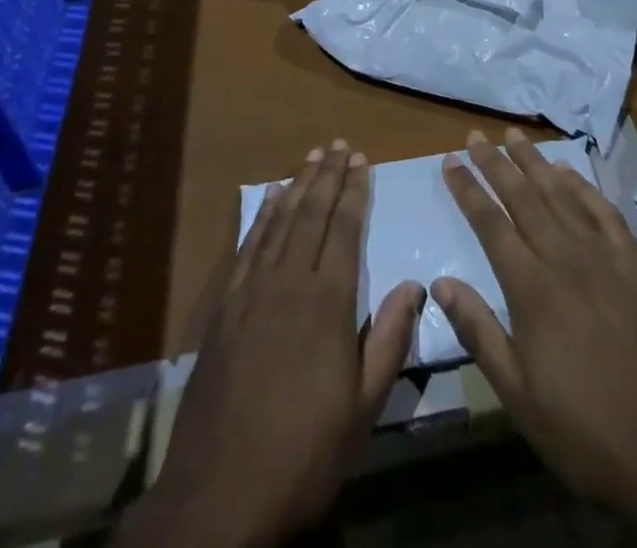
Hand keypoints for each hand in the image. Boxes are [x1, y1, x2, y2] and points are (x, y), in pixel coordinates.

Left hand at [116, 142, 421, 547]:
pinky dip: (262, 216)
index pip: (346, 230)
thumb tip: (415, 284)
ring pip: (280, 222)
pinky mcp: (225, 306)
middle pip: (312, 214)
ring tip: (311, 156)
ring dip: (297, 184)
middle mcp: (290, 282)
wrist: (220, 492)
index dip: (355, 191)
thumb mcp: (364, 408)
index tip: (362, 160)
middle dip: (328, 175)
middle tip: (339, 144)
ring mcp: (252, 291)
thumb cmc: (305, 452)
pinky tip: (269, 198)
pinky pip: (248, 246)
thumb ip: (389, 340)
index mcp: (328, 302)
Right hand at [435, 129, 636, 547]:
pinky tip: (569, 171)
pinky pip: (604, 212)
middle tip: (476, 134)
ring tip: (515, 136)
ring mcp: (605, 258)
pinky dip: (583, 186)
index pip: (490, 224)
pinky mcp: (635, 266)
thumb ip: (478, 333)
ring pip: (561, 195)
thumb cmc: (585, 431)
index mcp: (532, 289)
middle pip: (523, 197)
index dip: (468, 190)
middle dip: (495, 163)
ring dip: (535, 162)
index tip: (450, 160)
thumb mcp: (518, 396)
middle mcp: (565, 259)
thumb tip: (441, 283)